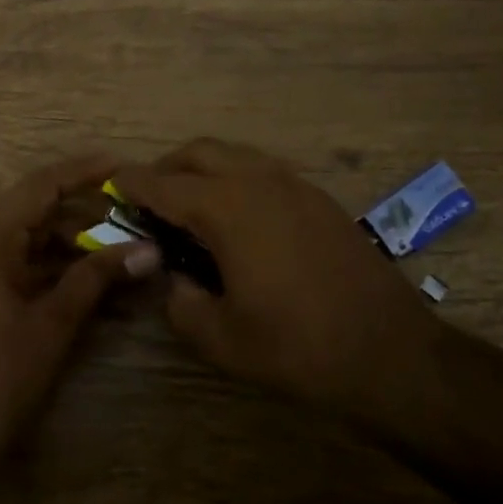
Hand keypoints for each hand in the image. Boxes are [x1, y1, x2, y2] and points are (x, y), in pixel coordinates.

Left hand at [0, 153, 159, 492]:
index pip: (40, 186)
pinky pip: (23, 269)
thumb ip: (96, 279)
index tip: (124, 167)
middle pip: (37, 212)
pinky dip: (58, 271)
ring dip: (76, 245)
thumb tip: (148, 249)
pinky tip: (97, 282)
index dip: (83, 172)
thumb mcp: (52, 325)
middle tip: (135, 214)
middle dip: (87, 213)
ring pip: (32, 242)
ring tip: (125, 249)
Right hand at [114, 139, 436, 419]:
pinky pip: (263, 171)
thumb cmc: (298, 347)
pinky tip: (238, 218)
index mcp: (227, 208)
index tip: (112, 183)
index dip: (133, 182)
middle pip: (200, 152)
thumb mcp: (222, 339)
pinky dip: (236, 179)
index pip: (165, 184)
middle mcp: (258, 181)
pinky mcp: (318, 198)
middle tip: (150, 198)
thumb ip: (181, 304)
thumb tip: (174, 280)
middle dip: (167, 167)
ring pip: (235, 155)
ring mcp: (294, 185)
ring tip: (191, 206)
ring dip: (204, 169)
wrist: (390, 351)